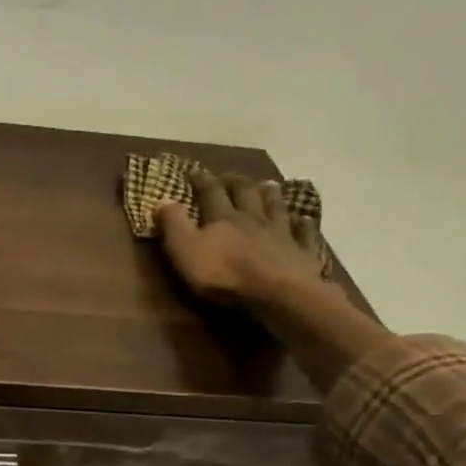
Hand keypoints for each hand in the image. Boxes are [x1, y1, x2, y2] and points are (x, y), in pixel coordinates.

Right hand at [155, 173, 324, 309]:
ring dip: (270, 195)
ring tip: (268, 185)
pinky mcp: (301, 252)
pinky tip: (304, 219)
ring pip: (276, 207)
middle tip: (231, 176)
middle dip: (236, 183)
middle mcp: (253, 218)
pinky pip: (304, 233)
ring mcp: (281, 233)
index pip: (210, 192)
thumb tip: (162, 199)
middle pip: (246, 194)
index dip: (202, 181)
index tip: (194, 172)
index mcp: (223, 218)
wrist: (276, 293)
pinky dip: (303, 224)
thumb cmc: (224, 274)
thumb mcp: (185, 250)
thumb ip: (173, 225)